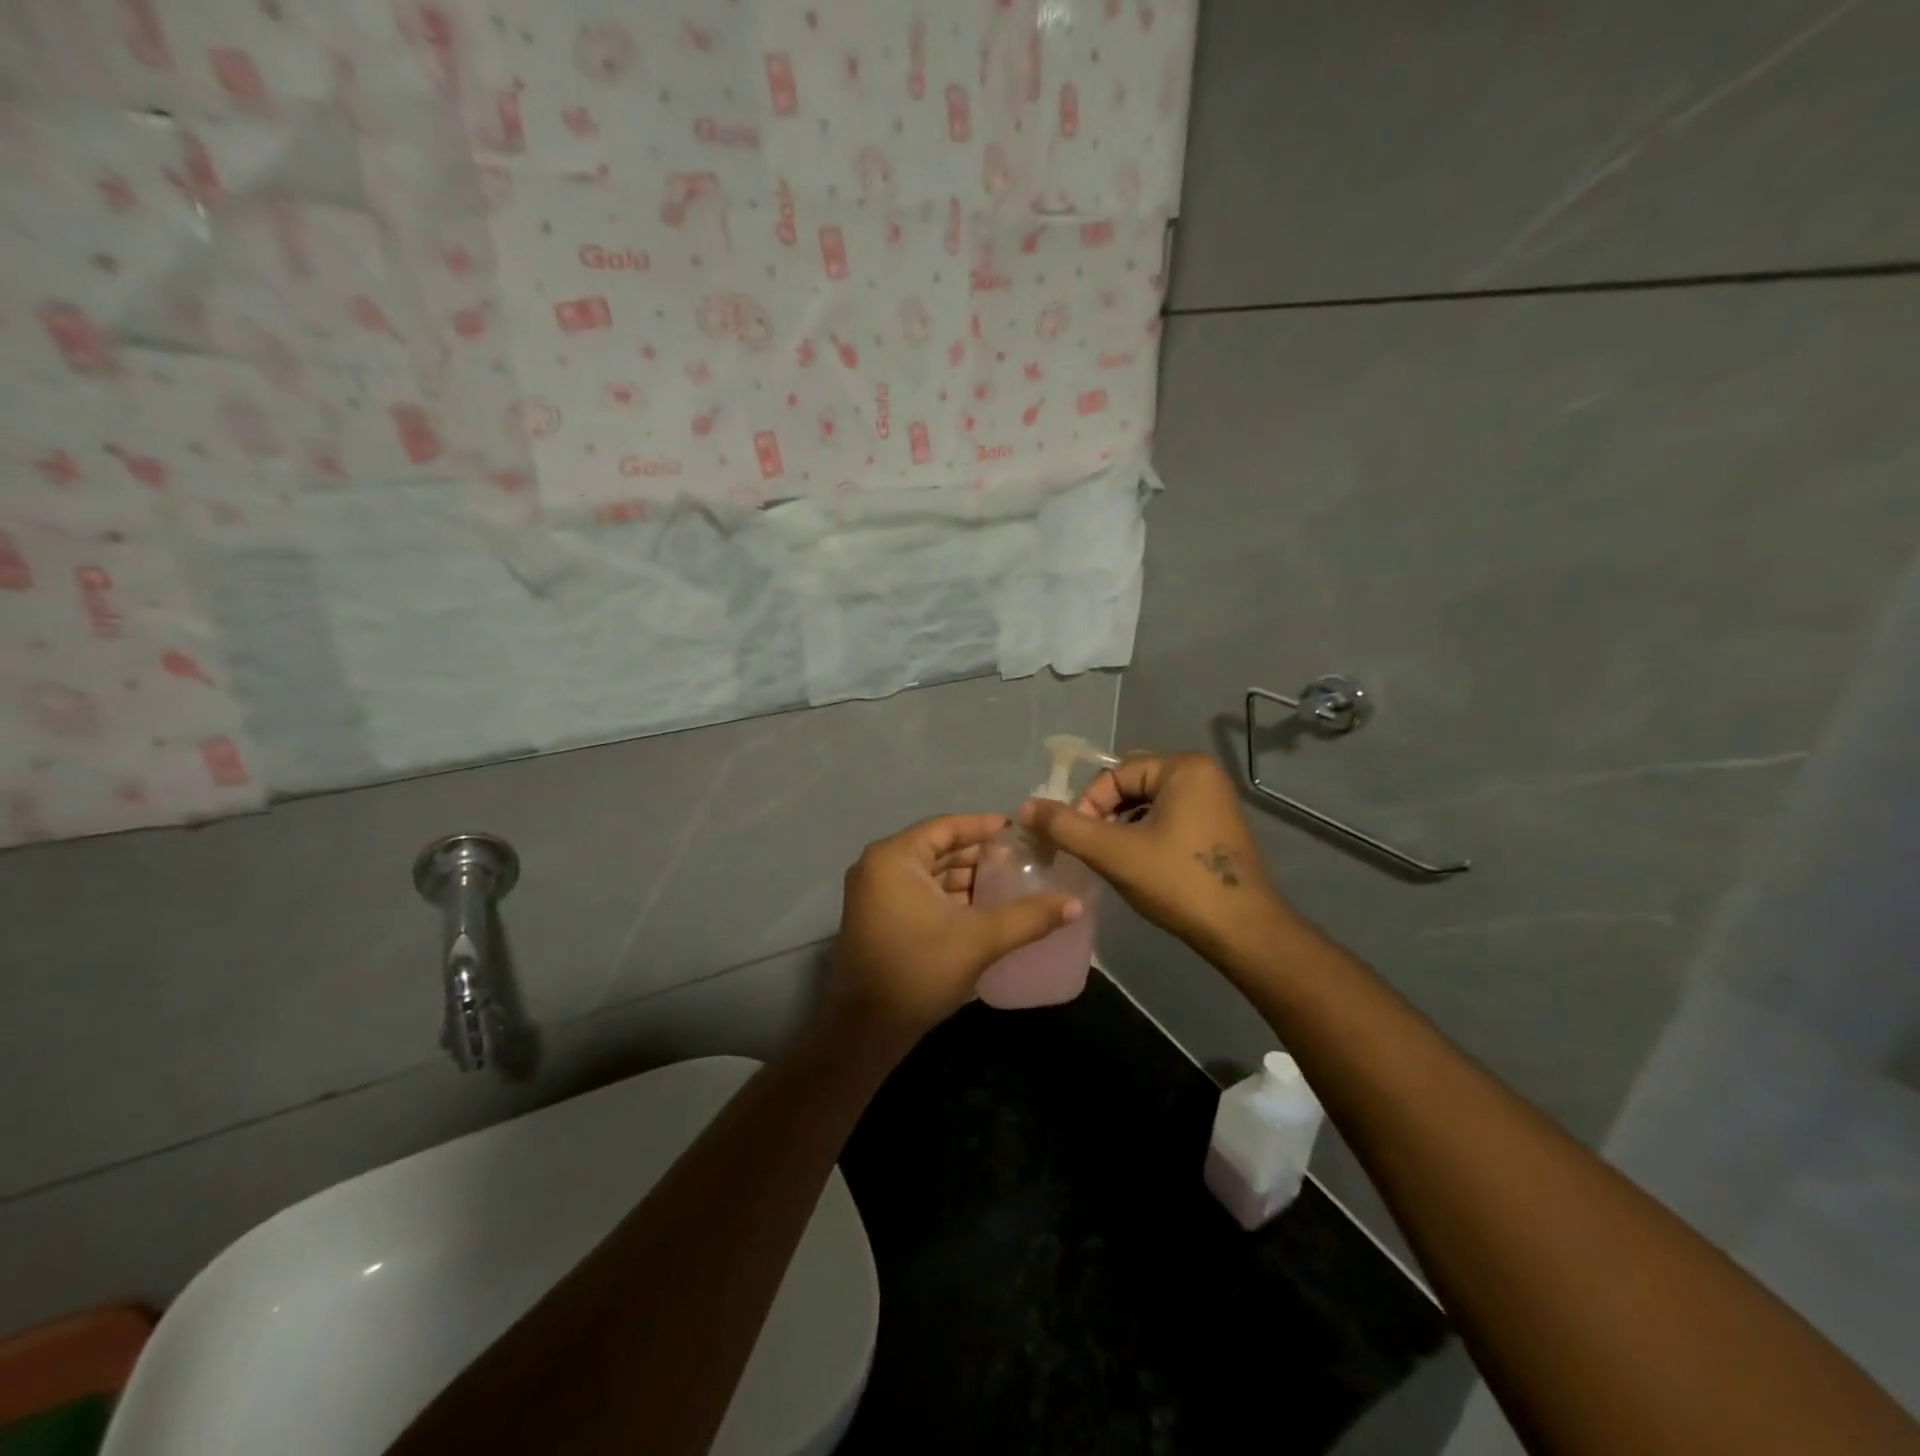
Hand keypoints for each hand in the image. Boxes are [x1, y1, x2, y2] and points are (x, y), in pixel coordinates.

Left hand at [826, 813, 1082, 1044]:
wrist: (867, 1030)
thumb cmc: (919, 972)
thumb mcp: (979, 940)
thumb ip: (1028, 918)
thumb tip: (1076, 904)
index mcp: (894, 858)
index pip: (945, 828)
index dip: (982, 826)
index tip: (1017, 830)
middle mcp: (877, 867)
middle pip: (936, 849)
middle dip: (977, 854)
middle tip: (1019, 858)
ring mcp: (873, 894)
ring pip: (928, 873)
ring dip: (964, 877)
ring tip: (1008, 882)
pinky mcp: (877, 918)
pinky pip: (918, 892)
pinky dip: (948, 896)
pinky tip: (982, 907)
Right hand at [1020, 752, 1293, 958]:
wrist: (1242, 932)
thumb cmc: (1178, 883)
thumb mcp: (1113, 852)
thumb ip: (1065, 827)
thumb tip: (1025, 807)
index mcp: (1184, 767)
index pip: (1113, 775)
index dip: (1087, 806)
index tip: (1076, 842)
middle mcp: (1202, 774)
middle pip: (1130, 786)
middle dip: (1103, 816)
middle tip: (1091, 850)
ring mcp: (1213, 801)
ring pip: (1146, 805)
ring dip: (1120, 828)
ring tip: (1110, 859)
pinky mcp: (1215, 827)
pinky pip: (1166, 818)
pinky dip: (1143, 836)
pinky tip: (1137, 865)